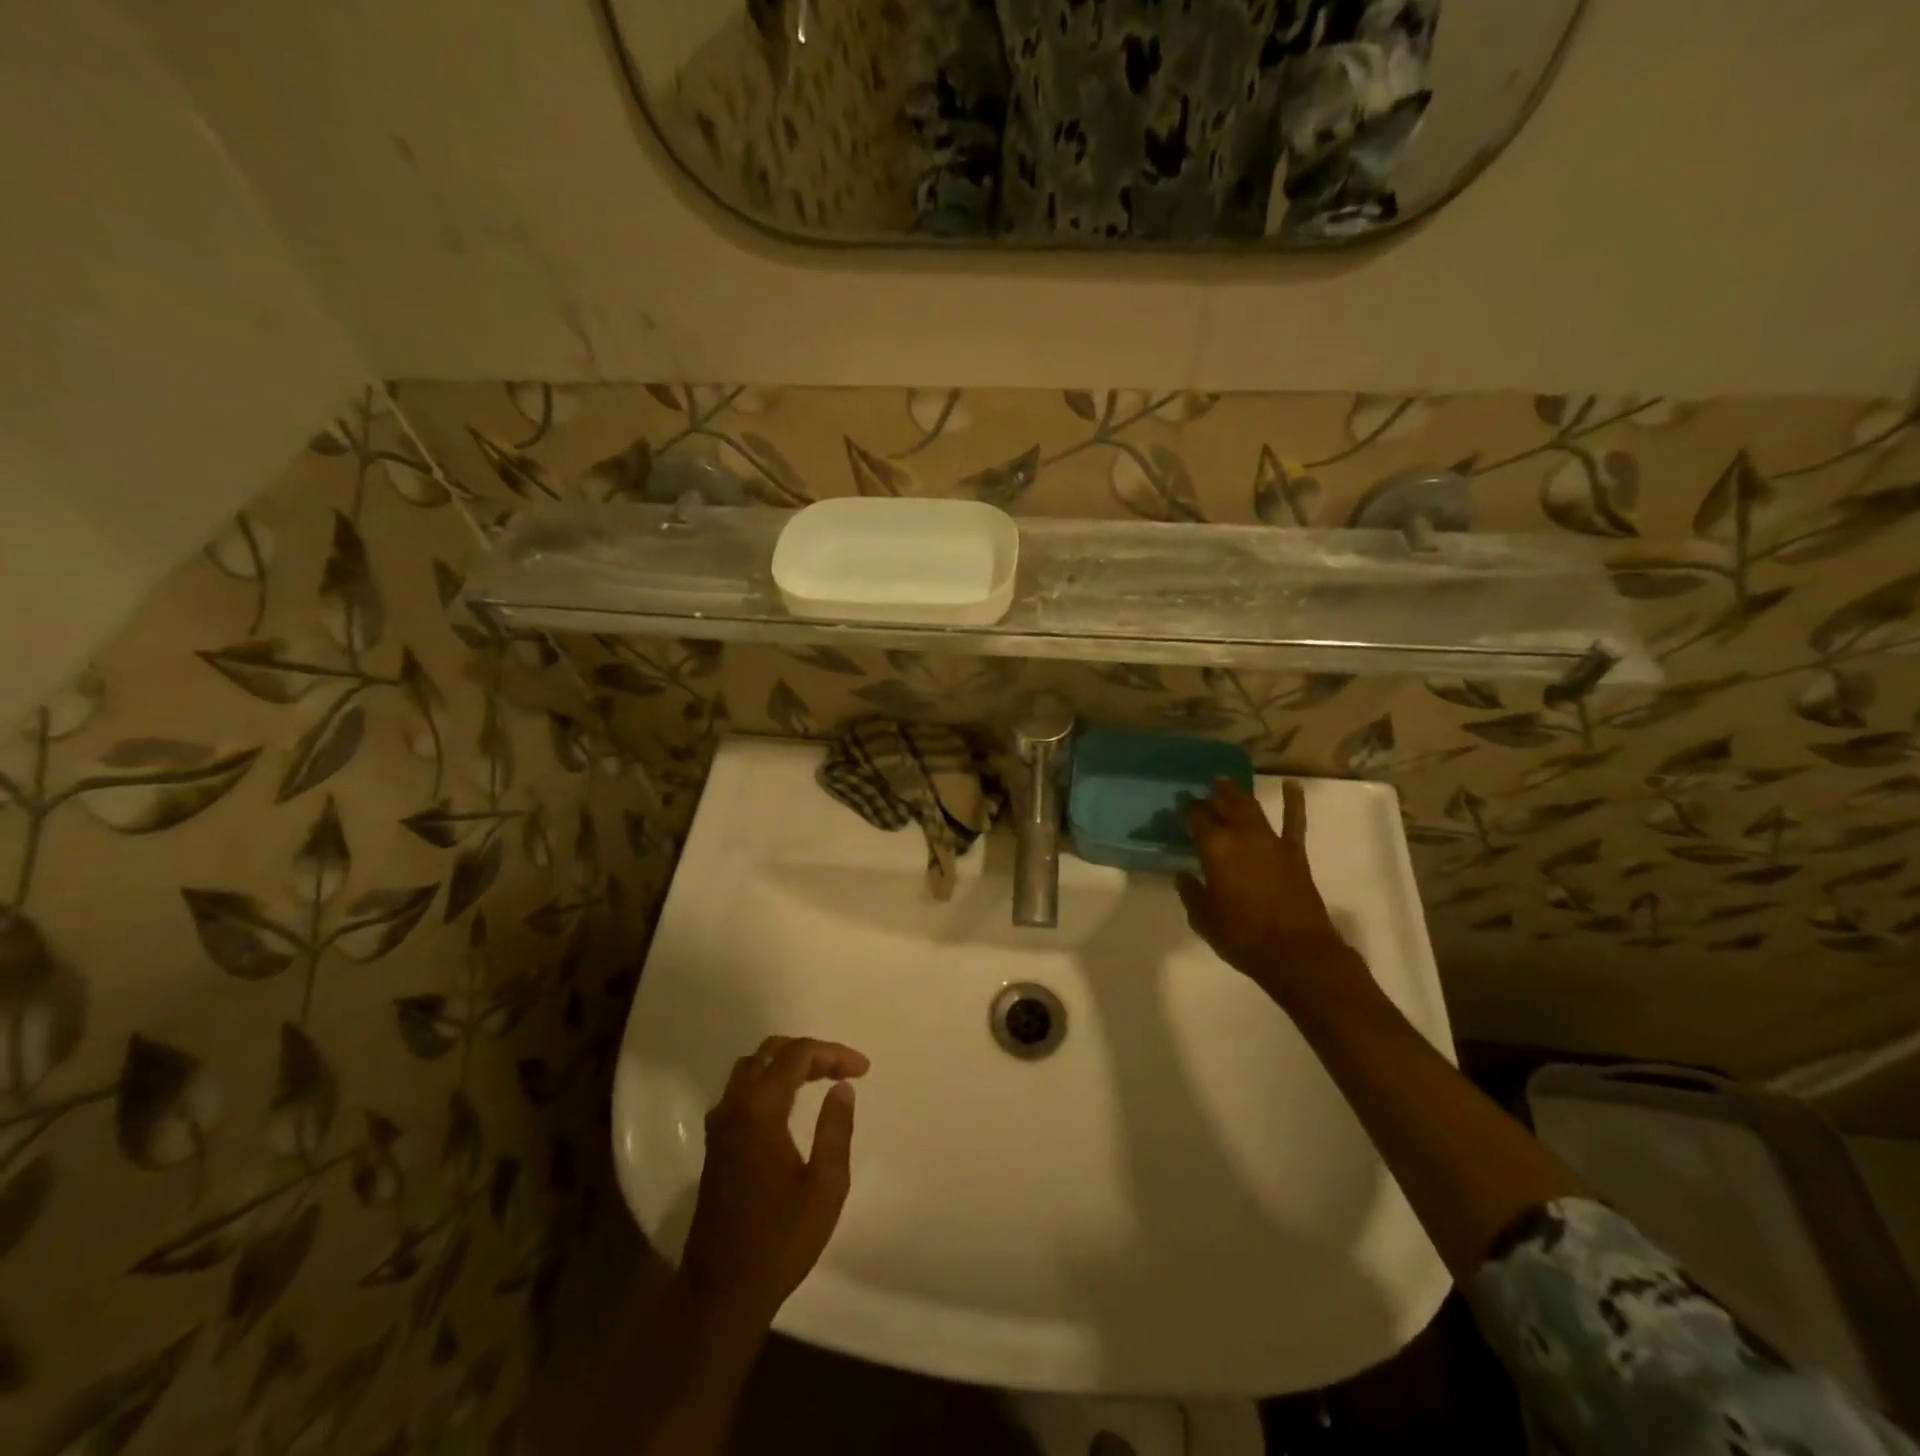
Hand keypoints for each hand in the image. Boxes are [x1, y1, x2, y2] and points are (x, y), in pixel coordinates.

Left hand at [679, 1036, 870, 1329]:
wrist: (721, 1292)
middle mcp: (734, 1107)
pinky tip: (791, 1104)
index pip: (797, 1056)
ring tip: (821, 1079)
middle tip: (843, 1069)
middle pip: (770, 1052)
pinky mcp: (716, 1144)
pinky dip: (769, 1082)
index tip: (863, 1070)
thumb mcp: (825, 1186)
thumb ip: (835, 1129)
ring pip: (752, 1068)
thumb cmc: (780, 1239)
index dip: (833, 1053)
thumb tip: (841, 1088)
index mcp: (760, 1110)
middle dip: (810, 1052)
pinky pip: (742, 1091)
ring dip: (787, 1064)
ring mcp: (720, 1125)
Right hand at [1177, 779, 1354, 1006]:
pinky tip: (1291, 785)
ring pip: (1251, 808)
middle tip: (1202, 791)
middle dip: (1211, 797)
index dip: (1188, 811)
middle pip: (1224, 806)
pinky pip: (1294, 821)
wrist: (1297, 953)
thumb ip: (1191, 893)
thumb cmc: (1243, 936)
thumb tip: (1184, 875)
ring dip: (1238, 794)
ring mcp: (1271, 841)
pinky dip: (1293, 801)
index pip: (1197, 818)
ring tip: (1226, 782)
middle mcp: (1242, 835)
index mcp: (1215, 848)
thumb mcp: (1204, 919)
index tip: (1180, 809)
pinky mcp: (1294, 852)